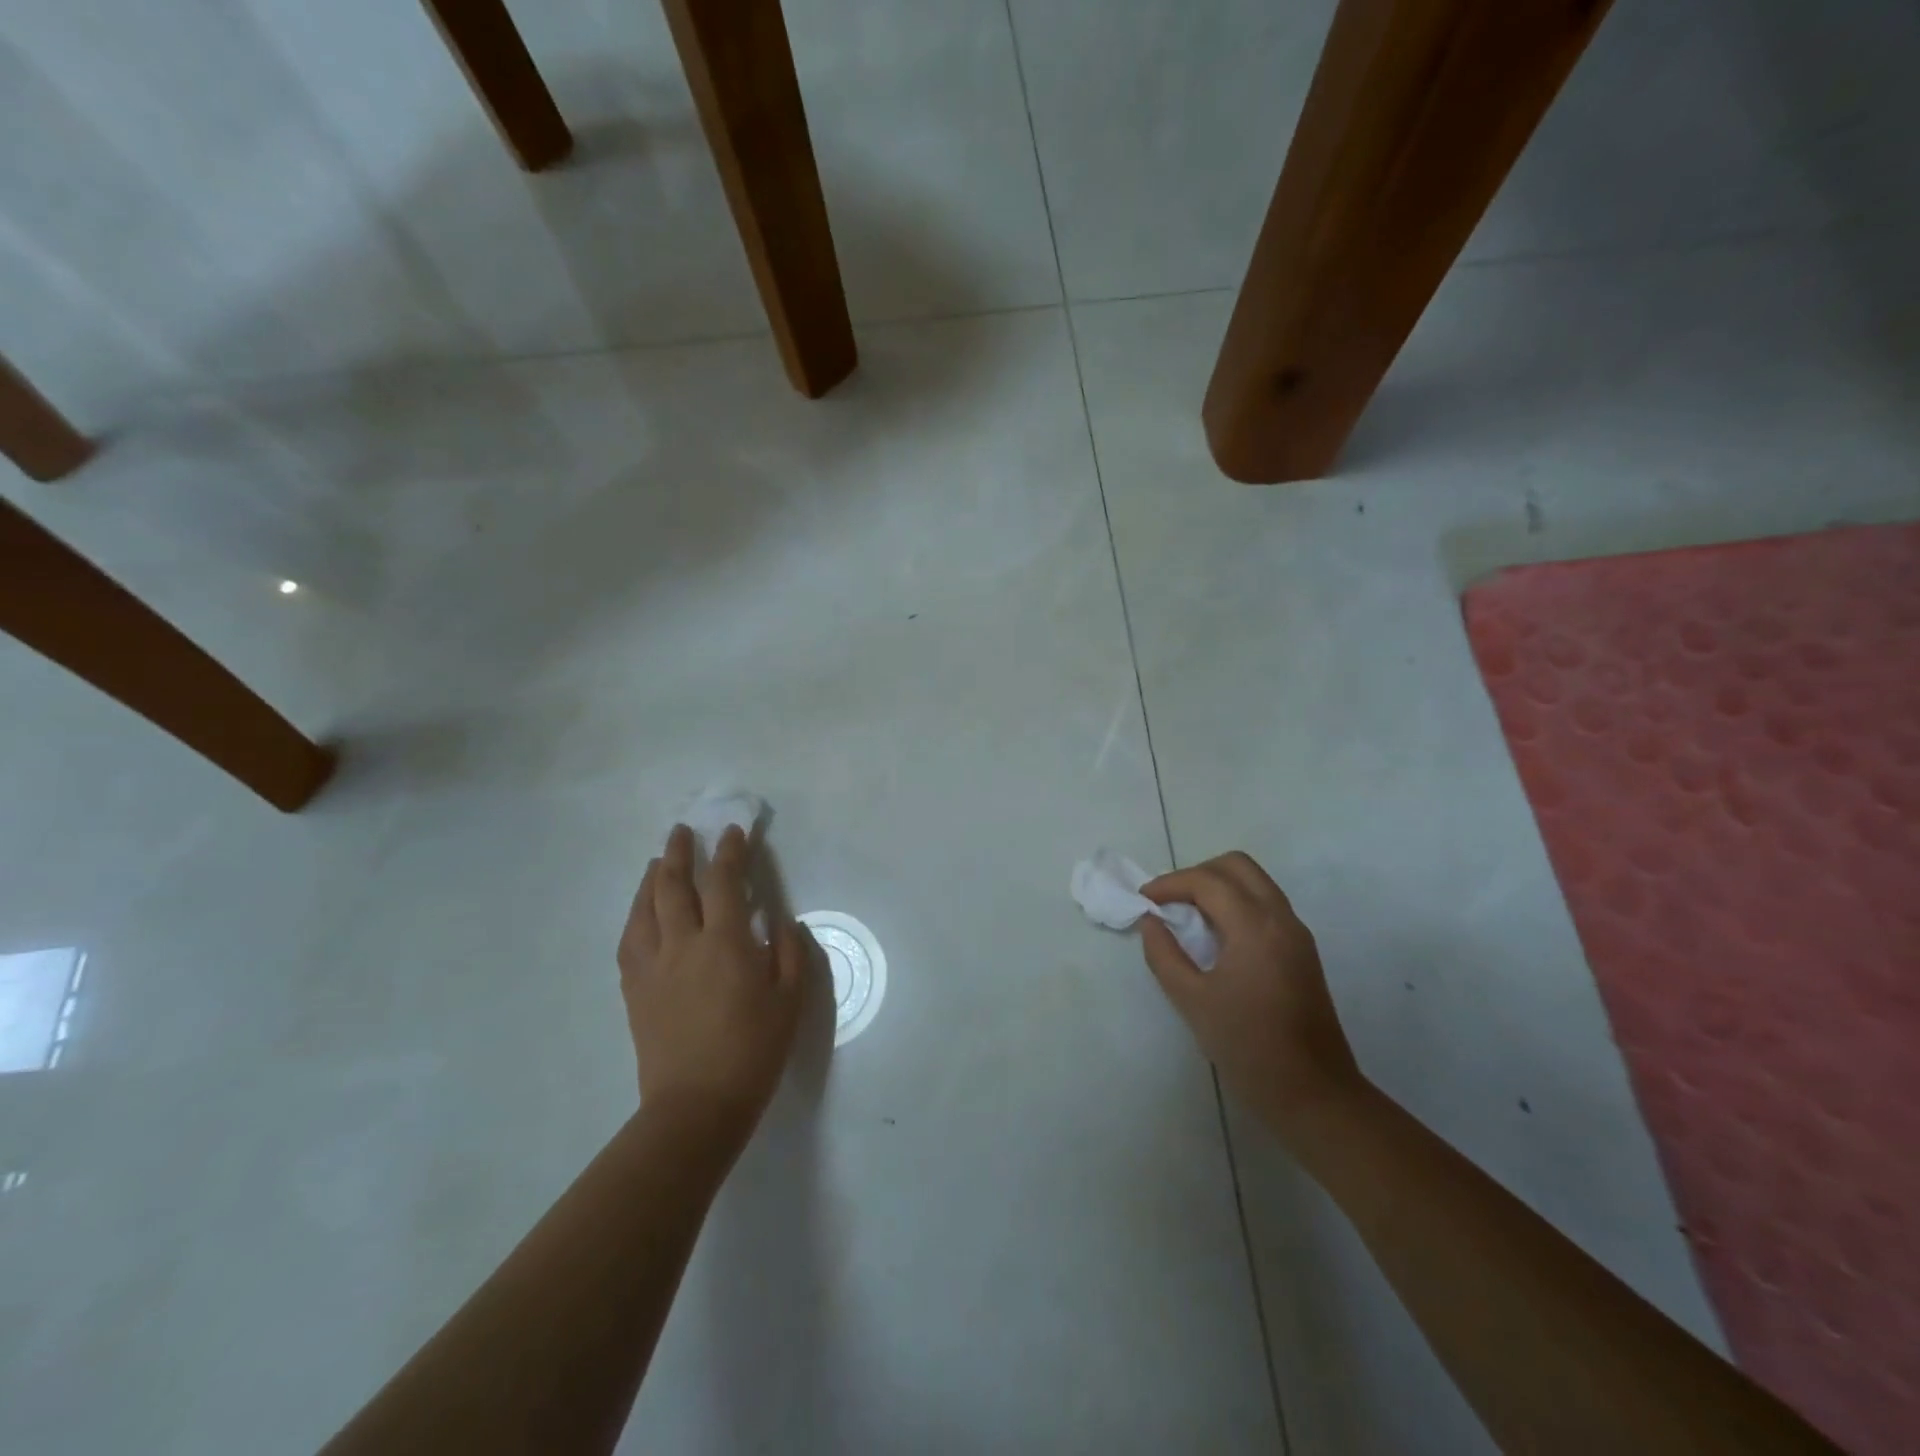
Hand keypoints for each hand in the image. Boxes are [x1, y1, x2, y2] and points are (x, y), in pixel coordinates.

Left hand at [618, 824, 806, 1152]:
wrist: (696, 1105)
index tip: (733, 832)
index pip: (724, 881)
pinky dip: (636, 916)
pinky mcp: (635, 989)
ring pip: (645, 908)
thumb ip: (788, 953)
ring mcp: (652, 966)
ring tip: (657, 863)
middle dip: (678, 853)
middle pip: (673, 885)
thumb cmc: (753, 1051)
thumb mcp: (790, 1001)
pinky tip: (641, 913)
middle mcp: (682, 944)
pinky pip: (629, 940)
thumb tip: (780, 921)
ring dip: (652, 879)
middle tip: (682, 832)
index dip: (729, 851)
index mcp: (724, 943)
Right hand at [1140, 852, 1365, 1145]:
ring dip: (1218, 886)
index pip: (1207, 881)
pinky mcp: (1302, 952)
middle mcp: (1281, 918)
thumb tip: (1151, 922)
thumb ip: (1164, 955)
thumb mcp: (1192, 1001)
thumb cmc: (1248, 1047)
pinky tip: (1215, 936)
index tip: (1143, 900)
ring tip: (1187, 916)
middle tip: (1169, 901)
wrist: (1315, 1095)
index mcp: (1255, 926)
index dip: (1170, 884)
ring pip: (1255, 883)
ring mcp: (1297, 934)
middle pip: (1237, 866)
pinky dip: (1236, 904)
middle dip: (1197, 874)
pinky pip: (1265, 905)